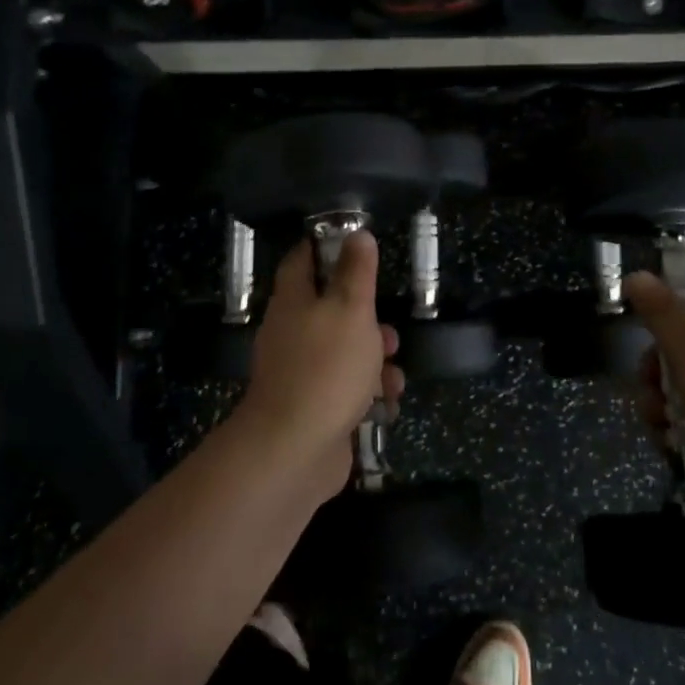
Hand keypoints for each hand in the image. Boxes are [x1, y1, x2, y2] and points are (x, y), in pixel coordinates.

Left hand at [237, 232, 402, 493]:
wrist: (295, 450)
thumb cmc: (326, 368)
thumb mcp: (351, 309)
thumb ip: (357, 272)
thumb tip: (357, 234)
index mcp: (294, 302)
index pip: (302, 260)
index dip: (327, 248)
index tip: (356, 247)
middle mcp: (292, 333)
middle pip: (331, 311)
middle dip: (367, 320)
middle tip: (388, 330)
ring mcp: (301, 373)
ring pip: (345, 353)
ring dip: (374, 361)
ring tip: (392, 374)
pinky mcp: (314, 407)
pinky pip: (346, 390)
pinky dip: (368, 394)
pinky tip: (386, 404)